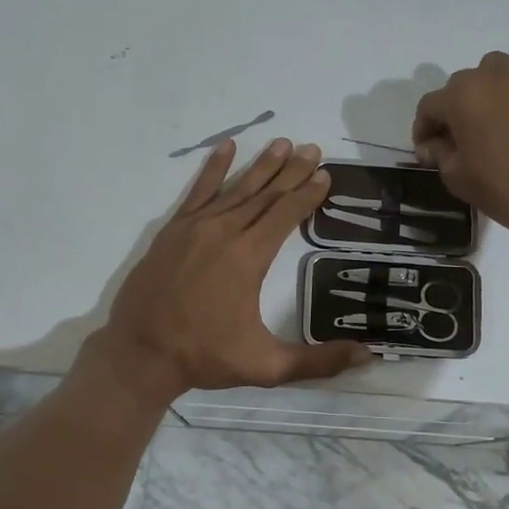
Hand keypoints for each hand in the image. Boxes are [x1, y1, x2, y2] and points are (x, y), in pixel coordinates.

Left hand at [90, 138, 371, 403]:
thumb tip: (368, 356)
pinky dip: (214, 168)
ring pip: (236, 188)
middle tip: (312, 148)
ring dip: (261, 165)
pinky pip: (198, 191)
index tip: (325, 174)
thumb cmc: (204, 356)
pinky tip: (226, 147)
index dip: (307, 194)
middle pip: (266, 194)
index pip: (286, 215)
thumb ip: (317, 361)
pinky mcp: (173, 230)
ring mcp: (195, 227)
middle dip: (291, 171)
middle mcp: (225, 232)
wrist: (140, 352)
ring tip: (282, 143)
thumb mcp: (266, 366)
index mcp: (249, 257)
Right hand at [413, 51, 508, 253]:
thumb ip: (439, 153)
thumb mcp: (458, 177)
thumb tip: (433, 144)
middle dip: (455, 109)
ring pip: (497, 77)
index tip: (427, 151)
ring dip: (487, 97)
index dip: (423, 129)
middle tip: (459, 140)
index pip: (430, 105)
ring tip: (491, 128)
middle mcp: (496, 76)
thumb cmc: (507, 188)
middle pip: (463, 85)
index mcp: (464, 95)